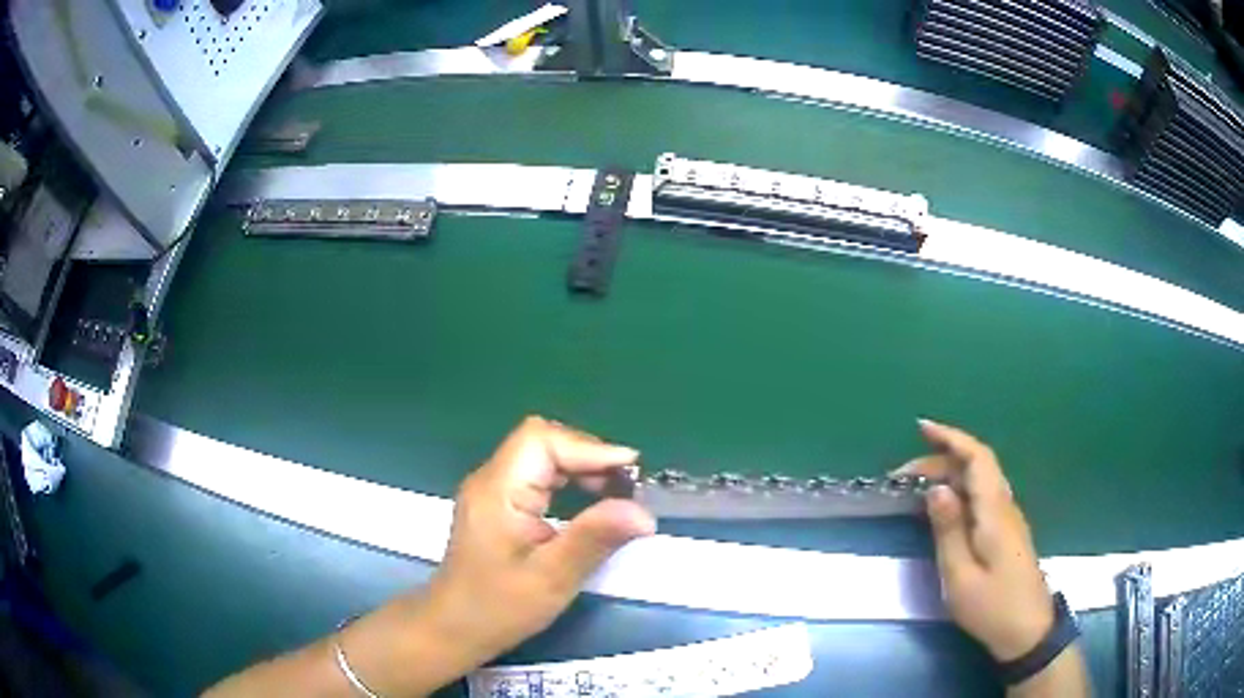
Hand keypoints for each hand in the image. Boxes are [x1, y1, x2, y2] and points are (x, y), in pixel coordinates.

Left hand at [421, 416, 656, 667]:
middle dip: (589, 457)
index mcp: (498, 490)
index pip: (542, 440)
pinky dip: (568, 481)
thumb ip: (594, 539)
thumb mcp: (551, 578)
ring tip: (617, 493)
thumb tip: (643, 512)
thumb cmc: (498, 607)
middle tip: (628, 486)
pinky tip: (589, 503)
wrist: (454, 627)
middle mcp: (492, 480)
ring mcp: (493, 491)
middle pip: (543, 442)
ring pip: (541, 456)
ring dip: (581, 468)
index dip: (589, 448)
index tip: (630, 471)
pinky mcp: (499, 505)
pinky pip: (537, 476)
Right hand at [895, 419, 1053, 661]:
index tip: (921, 428)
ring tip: (915, 489)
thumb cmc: (992, 606)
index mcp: (994, 512)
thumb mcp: (960, 576)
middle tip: (902, 475)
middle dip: (940, 459)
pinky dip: (959, 491)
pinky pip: (981, 498)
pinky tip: (943, 508)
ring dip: (948, 475)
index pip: (977, 458)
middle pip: (976, 466)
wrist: (1027, 630)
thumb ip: (949, 530)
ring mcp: (1008, 519)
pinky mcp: (1006, 533)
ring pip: (979, 481)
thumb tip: (935, 489)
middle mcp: (1004, 506)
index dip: (951, 437)